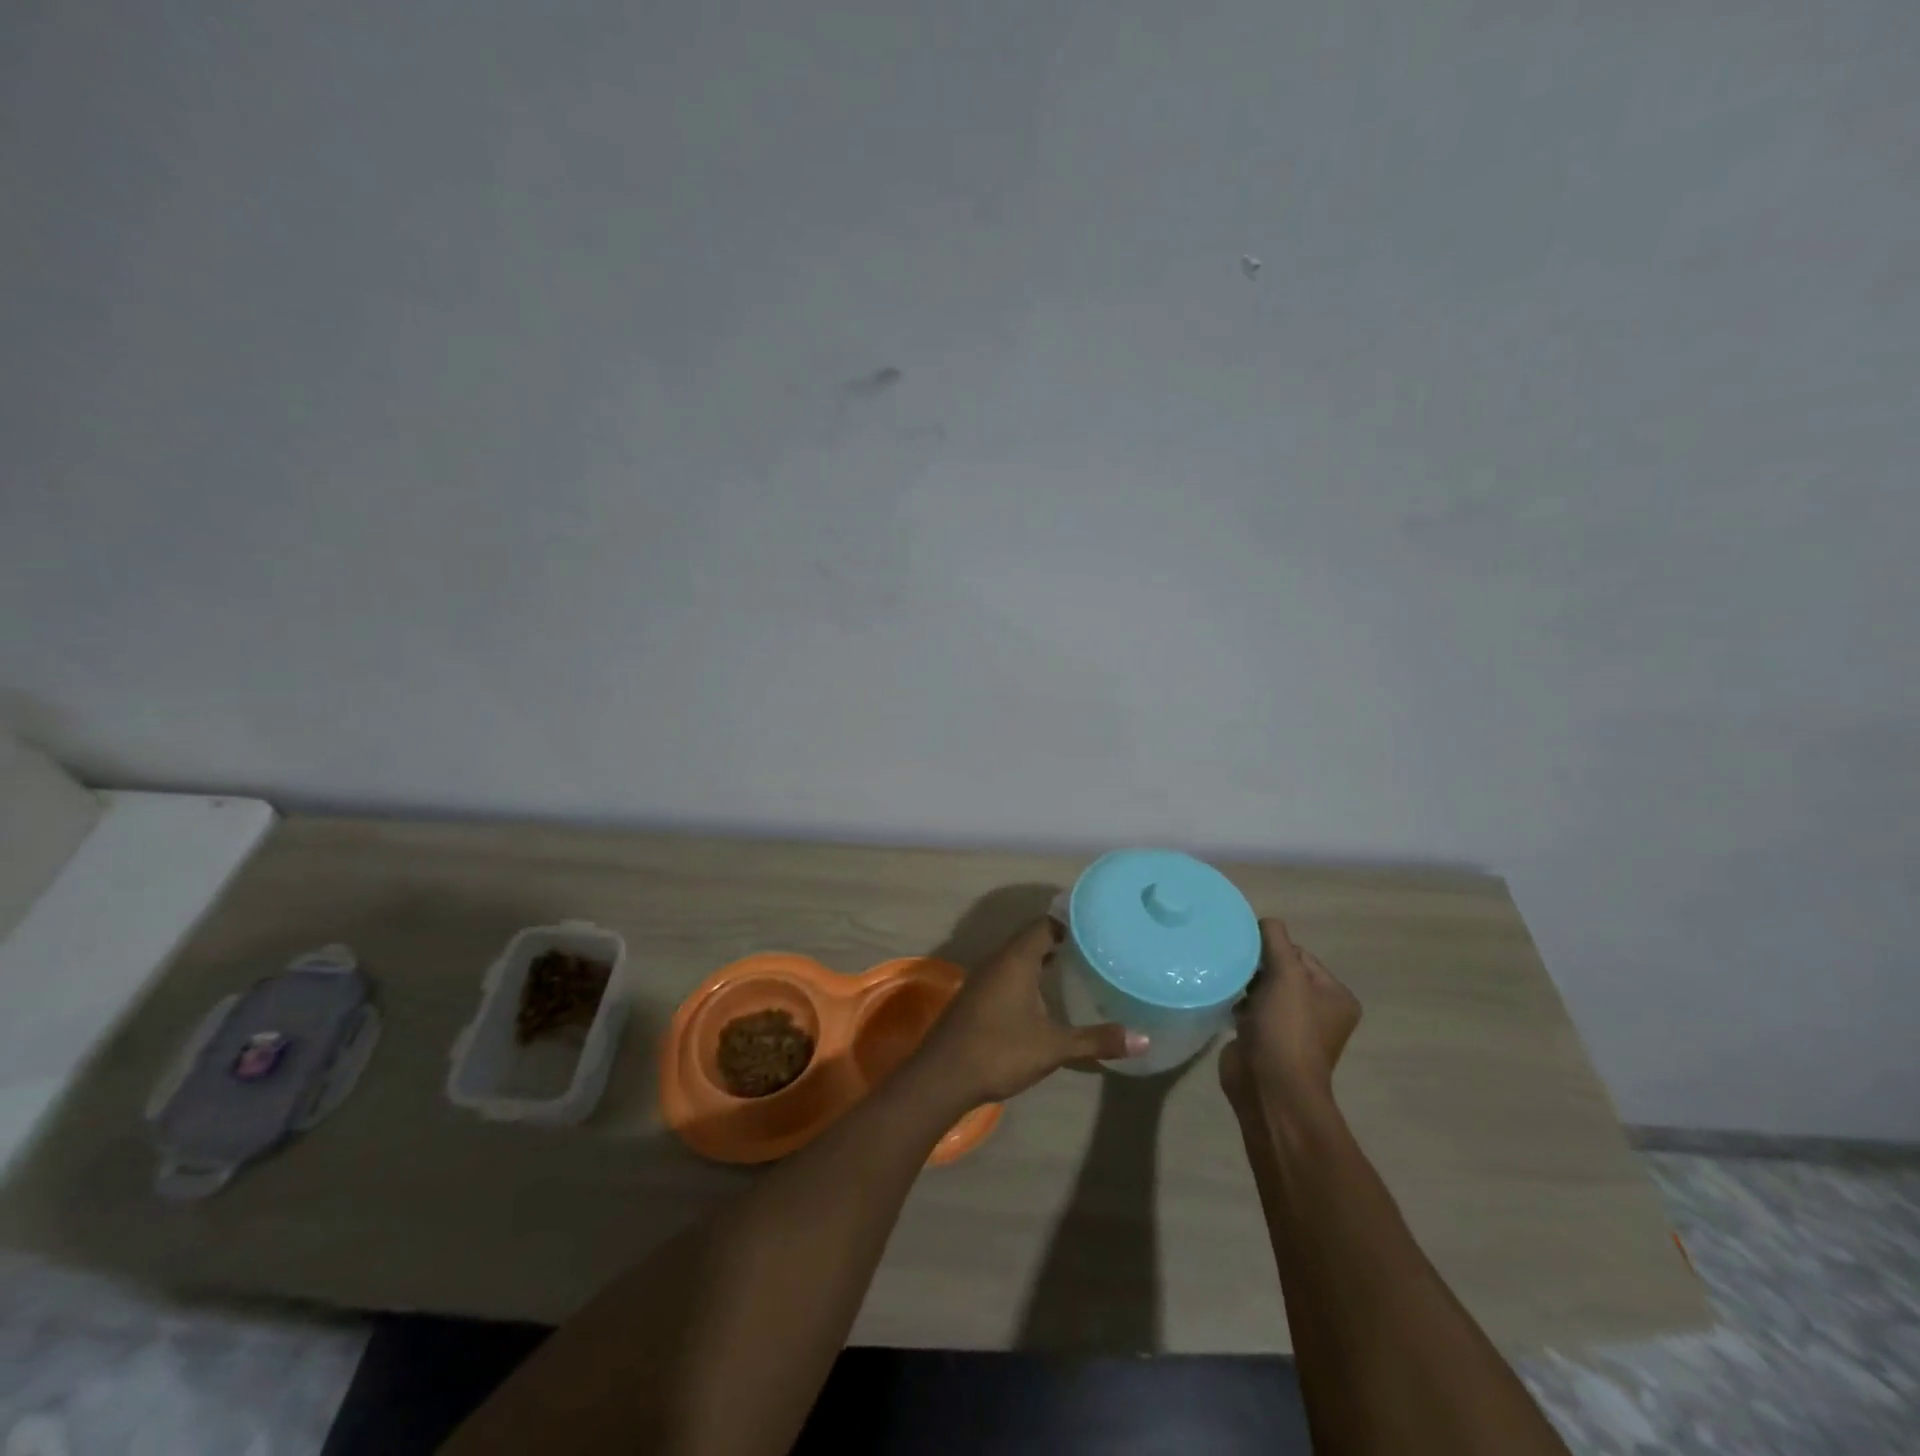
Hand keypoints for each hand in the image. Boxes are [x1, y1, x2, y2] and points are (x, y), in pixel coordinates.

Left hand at [913, 919, 1147, 1107]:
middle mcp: (997, 961)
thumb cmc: (999, 1052)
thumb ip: (1096, 1040)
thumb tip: (1143, 1039)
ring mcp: (982, 979)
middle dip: (1059, 939)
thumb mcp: (1053, 1047)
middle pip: (1030, 938)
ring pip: (1016, 957)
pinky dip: (1026, 974)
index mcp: (1016, 960)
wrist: (942, 1077)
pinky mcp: (975, 997)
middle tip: (1093, 947)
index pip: (1044, 924)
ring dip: (1041, 958)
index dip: (1069, 922)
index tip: (1096, 927)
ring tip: (1074, 966)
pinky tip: (1042, 996)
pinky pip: (1006, 973)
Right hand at [1219, 918, 1360, 1116]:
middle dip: (1256, 965)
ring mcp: (1290, 1028)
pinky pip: (1248, 1009)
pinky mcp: (1264, 1040)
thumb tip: (1265, 921)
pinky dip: (1235, 1002)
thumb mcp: (1286, 975)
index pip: (1300, 954)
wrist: (1270, 1087)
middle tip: (1232, 961)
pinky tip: (1221, 997)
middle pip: (1280, 970)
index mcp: (1335, 996)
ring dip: (1244, 983)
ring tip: (1224, 977)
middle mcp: (1317, 1011)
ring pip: (1262, 989)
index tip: (1248, 949)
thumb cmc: (1287, 1028)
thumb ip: (1276, 940)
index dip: (1273, 948)